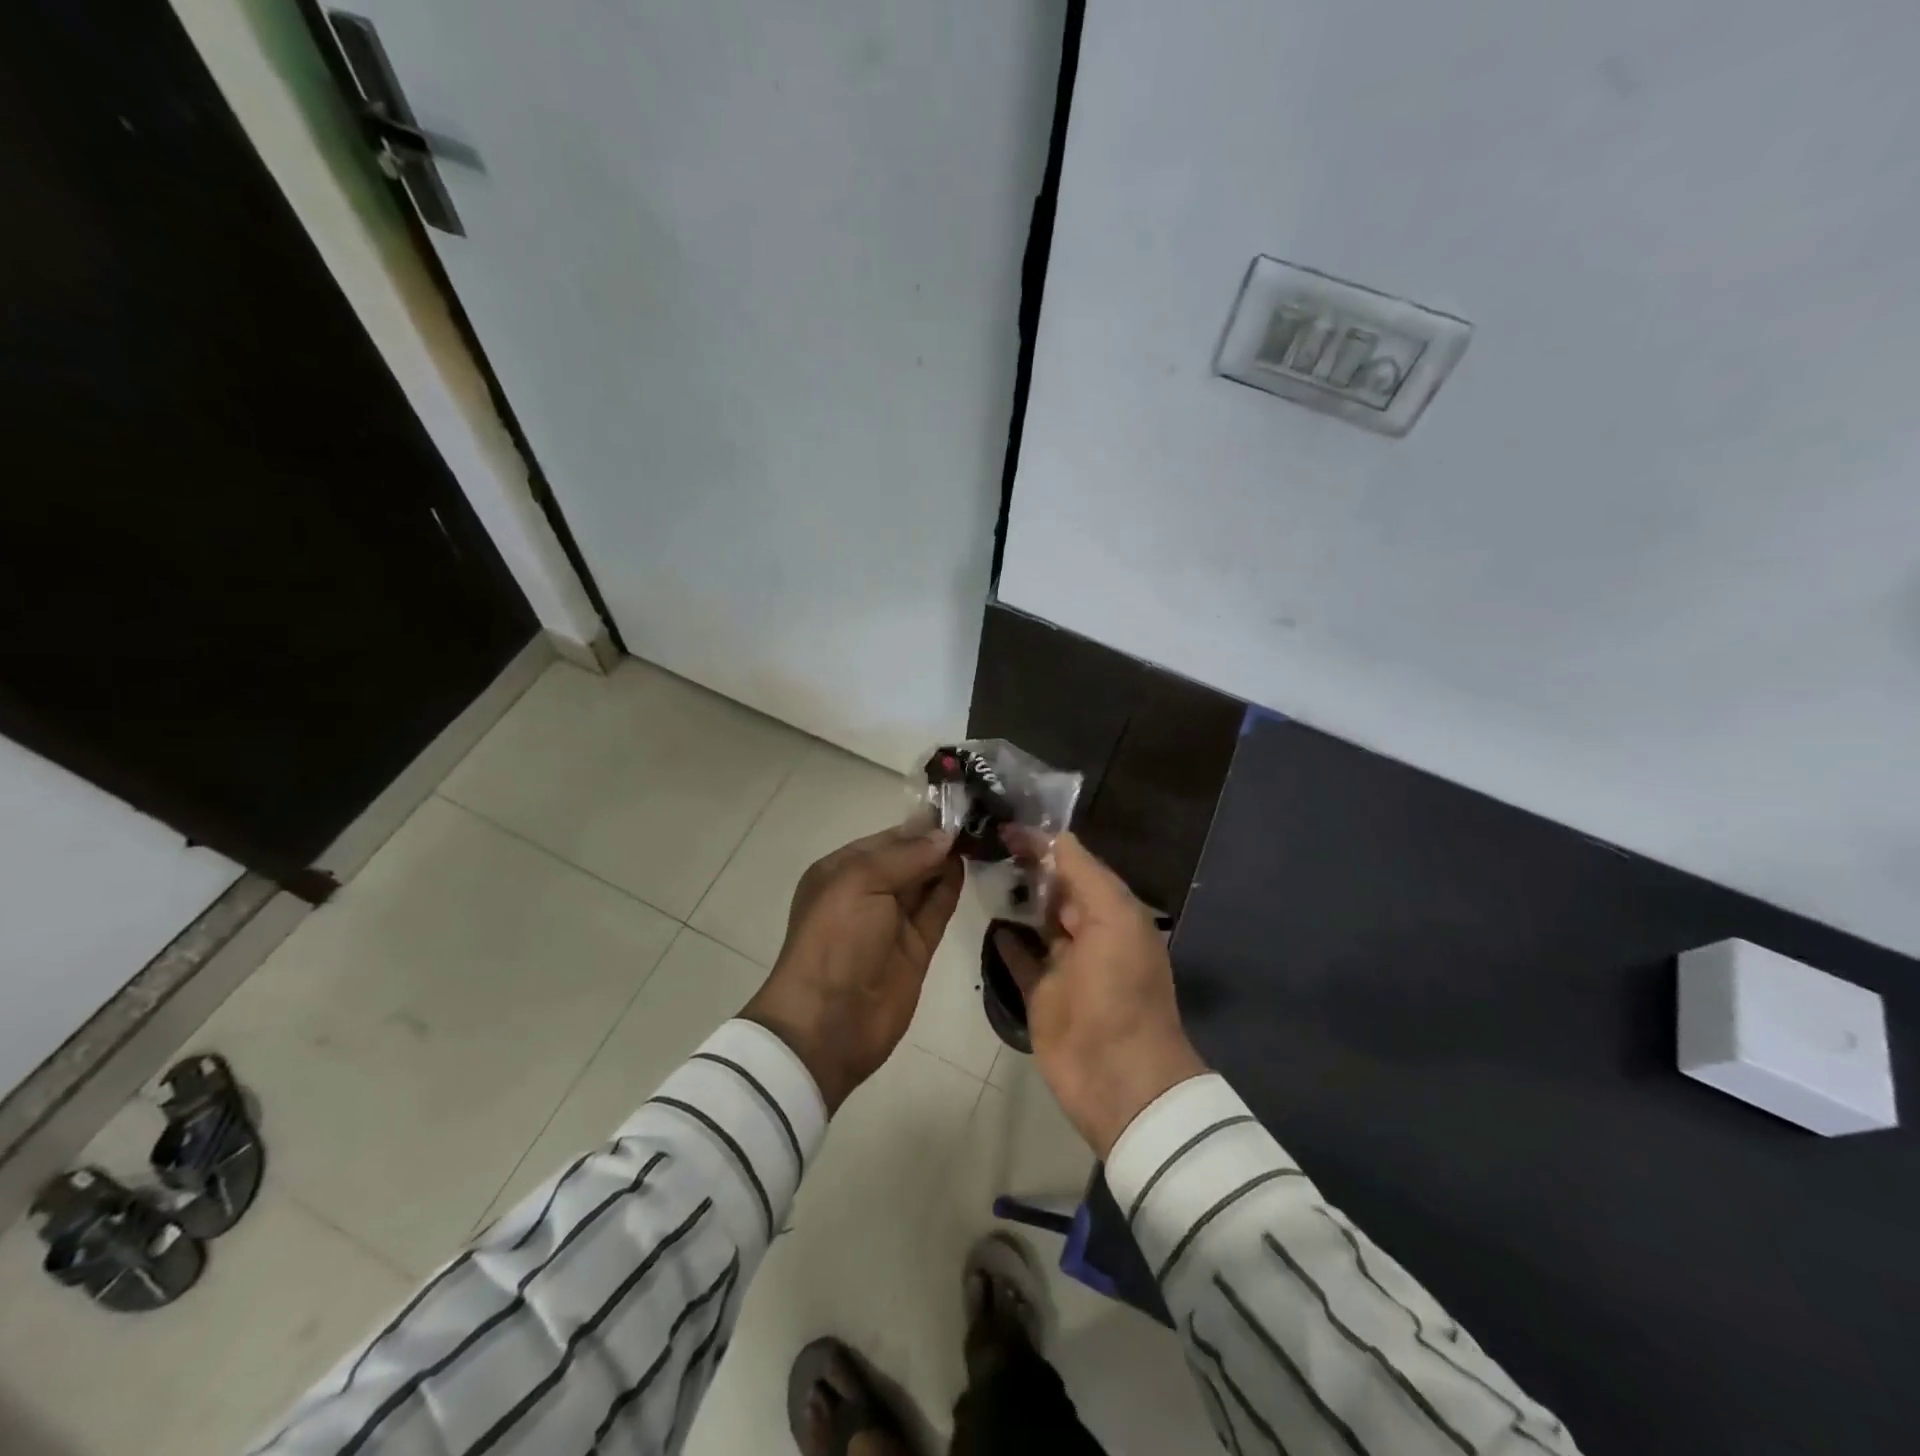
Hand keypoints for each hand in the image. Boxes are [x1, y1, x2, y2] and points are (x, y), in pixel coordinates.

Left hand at [743, 823, 964, 1111]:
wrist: (830, 1022)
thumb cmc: (835, 941)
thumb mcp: (860, 883)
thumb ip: (905, 856)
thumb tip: (946, 835)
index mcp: (842, 870)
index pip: (888, 838)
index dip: (921, 824)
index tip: (959, 805)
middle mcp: (868, 891)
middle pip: (909, 858)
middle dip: (938, 840)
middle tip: (982, 817)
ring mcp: (893, 920)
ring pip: (926, 881)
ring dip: (949, 860)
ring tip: (986, 834)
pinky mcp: (917, 946)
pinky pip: (937, 909)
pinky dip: (952, 887)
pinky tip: (973, 865)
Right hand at [994, 831, 1206, 1156]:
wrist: (1117, 1076)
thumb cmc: (1120, 989)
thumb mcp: (1115, 919)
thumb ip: (1086, 875)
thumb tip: (1055, 836)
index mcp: (1112, 912)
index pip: (1075, 865)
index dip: (1044, 844)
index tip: (1006, 825)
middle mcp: (1089, 933)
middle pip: (1054, 890)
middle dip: (1027, 866)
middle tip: (984, 841)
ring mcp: (1063, 966)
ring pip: (1035, 921)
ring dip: (1014, 898)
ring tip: (978, 869)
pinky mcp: (1040, 994)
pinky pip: (1020, 958)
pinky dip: (1006, 940)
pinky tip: (987, 919)